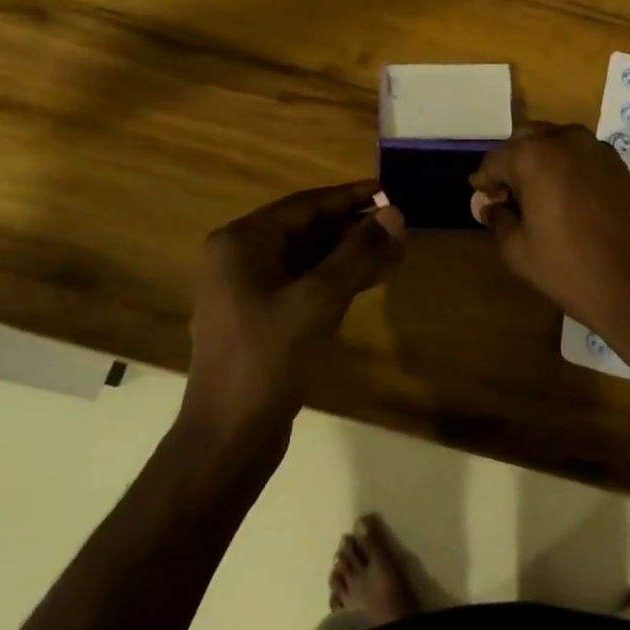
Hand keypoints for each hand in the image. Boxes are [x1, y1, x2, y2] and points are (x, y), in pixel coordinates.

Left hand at [183, 181, 404, 440]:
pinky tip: (375, 278)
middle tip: (400, 225)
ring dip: (352, 255)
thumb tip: (395, 212)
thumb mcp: (317, 301)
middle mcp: (241, 258)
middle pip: (308, 230)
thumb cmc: (267, 360)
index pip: (305, 206)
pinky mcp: (264, 318)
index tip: (389, 189)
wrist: (229, 439)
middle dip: (355, 229)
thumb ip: (358, 253)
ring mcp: (250, 290)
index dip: (350, 197)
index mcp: (241, 243)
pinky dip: (339, 280)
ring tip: (398, 251)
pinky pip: (306, 284)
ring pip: (311, 259)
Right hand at [470, 122, 629, 327]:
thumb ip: (498, 219)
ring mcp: (597, 149)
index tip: (481, 200)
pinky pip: (580, 155)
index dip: (484, 181)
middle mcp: (565, 140)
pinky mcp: (619, 164)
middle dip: (511, 163)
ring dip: (540, 161)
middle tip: (506, 197)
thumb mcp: (519, 251)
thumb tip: (489, 204)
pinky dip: (566, 167)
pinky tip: (565, 198)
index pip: (496, 160)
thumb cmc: (571, 269)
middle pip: (526, 139)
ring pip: (556, 142)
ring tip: (535, 197)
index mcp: (534, 155)